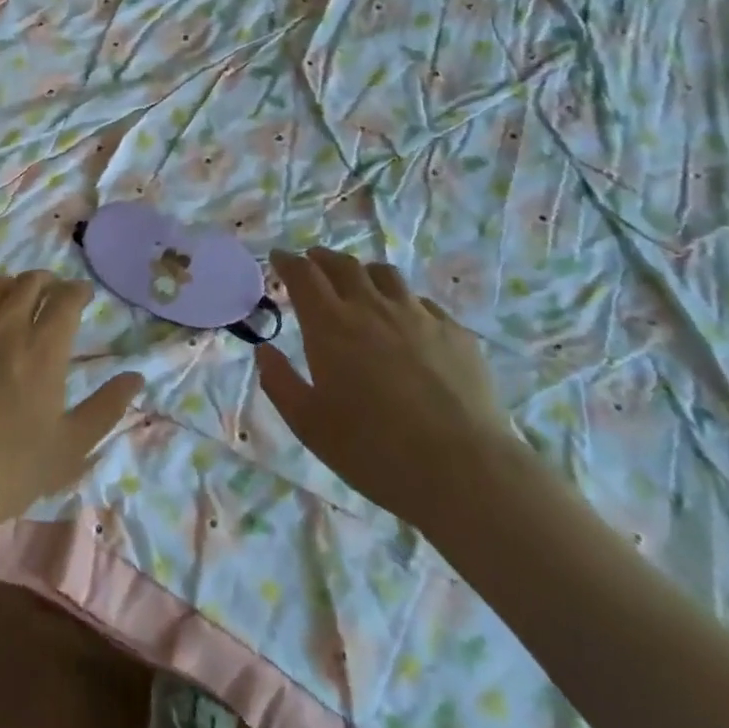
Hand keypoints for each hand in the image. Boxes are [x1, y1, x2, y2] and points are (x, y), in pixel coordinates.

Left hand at [0, 271, 145, 527]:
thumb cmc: (6, 470)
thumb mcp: (69, 448)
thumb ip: (106, 408)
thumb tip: (136, 376)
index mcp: (43, 349)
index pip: (66, 298)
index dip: (78, 291)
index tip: (83, 295)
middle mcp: (7, 325)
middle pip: (31, 282)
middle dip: (48, 282)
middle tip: (52, 294)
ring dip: (13, 286)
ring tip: (16, 300)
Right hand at [257, 247, 512, 533]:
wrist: (464, 470)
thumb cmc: (373, 450)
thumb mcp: (309, 424)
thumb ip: (280, 383)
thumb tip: (264, 350)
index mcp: (331, 325)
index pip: (303, 275)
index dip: (288, 262)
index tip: (278, 258)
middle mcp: (372, 308)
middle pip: (343, 266)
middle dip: (322, 259)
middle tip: (312, 262)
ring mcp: (418, 316)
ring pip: (385, 275)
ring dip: (362, 272)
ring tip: (357, 282)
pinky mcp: (454, 332)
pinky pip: (421, 302)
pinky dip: (402, 300)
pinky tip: (405, 319)